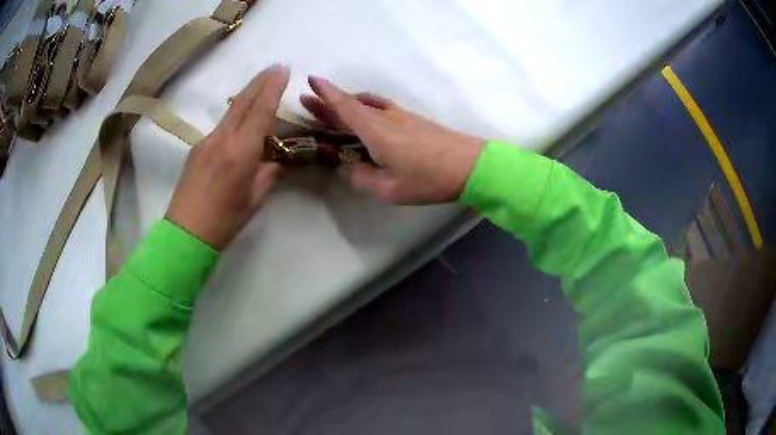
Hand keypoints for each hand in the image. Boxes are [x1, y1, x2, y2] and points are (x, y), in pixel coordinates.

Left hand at [165, 65, 287, 249]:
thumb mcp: (254, 198)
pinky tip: (240, 120)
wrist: (185, 232)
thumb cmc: (224, 220)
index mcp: (241, 151)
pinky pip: (221, 126)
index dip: (273, 88)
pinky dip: (235, 116)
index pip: (261, 111)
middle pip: (243, 101)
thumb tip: (274, 160)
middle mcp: (223, 139)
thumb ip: (267, 173)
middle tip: (275, 66)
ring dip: (247, 95)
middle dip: (260, 81)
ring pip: (231, 111)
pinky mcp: (197, 148)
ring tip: (260, 85)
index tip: (283, 69)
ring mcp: (207, 141)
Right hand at [300, 76, 484, 204]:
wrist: (470, 165)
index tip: (311, 81)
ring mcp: (400, 117)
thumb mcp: (391, 189)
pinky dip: (365, 108)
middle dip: (327, 102)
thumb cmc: (429, 178)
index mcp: (375, 132)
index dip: (326, 94)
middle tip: (307, 99)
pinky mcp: (412, 120)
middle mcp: (385, 118)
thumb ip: (364, 179)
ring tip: (330, 108)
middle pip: (351, 106)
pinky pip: (381, 108)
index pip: (344, 107)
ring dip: (346, 105)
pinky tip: (365, 114)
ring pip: (366, 105)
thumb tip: (352, 170)